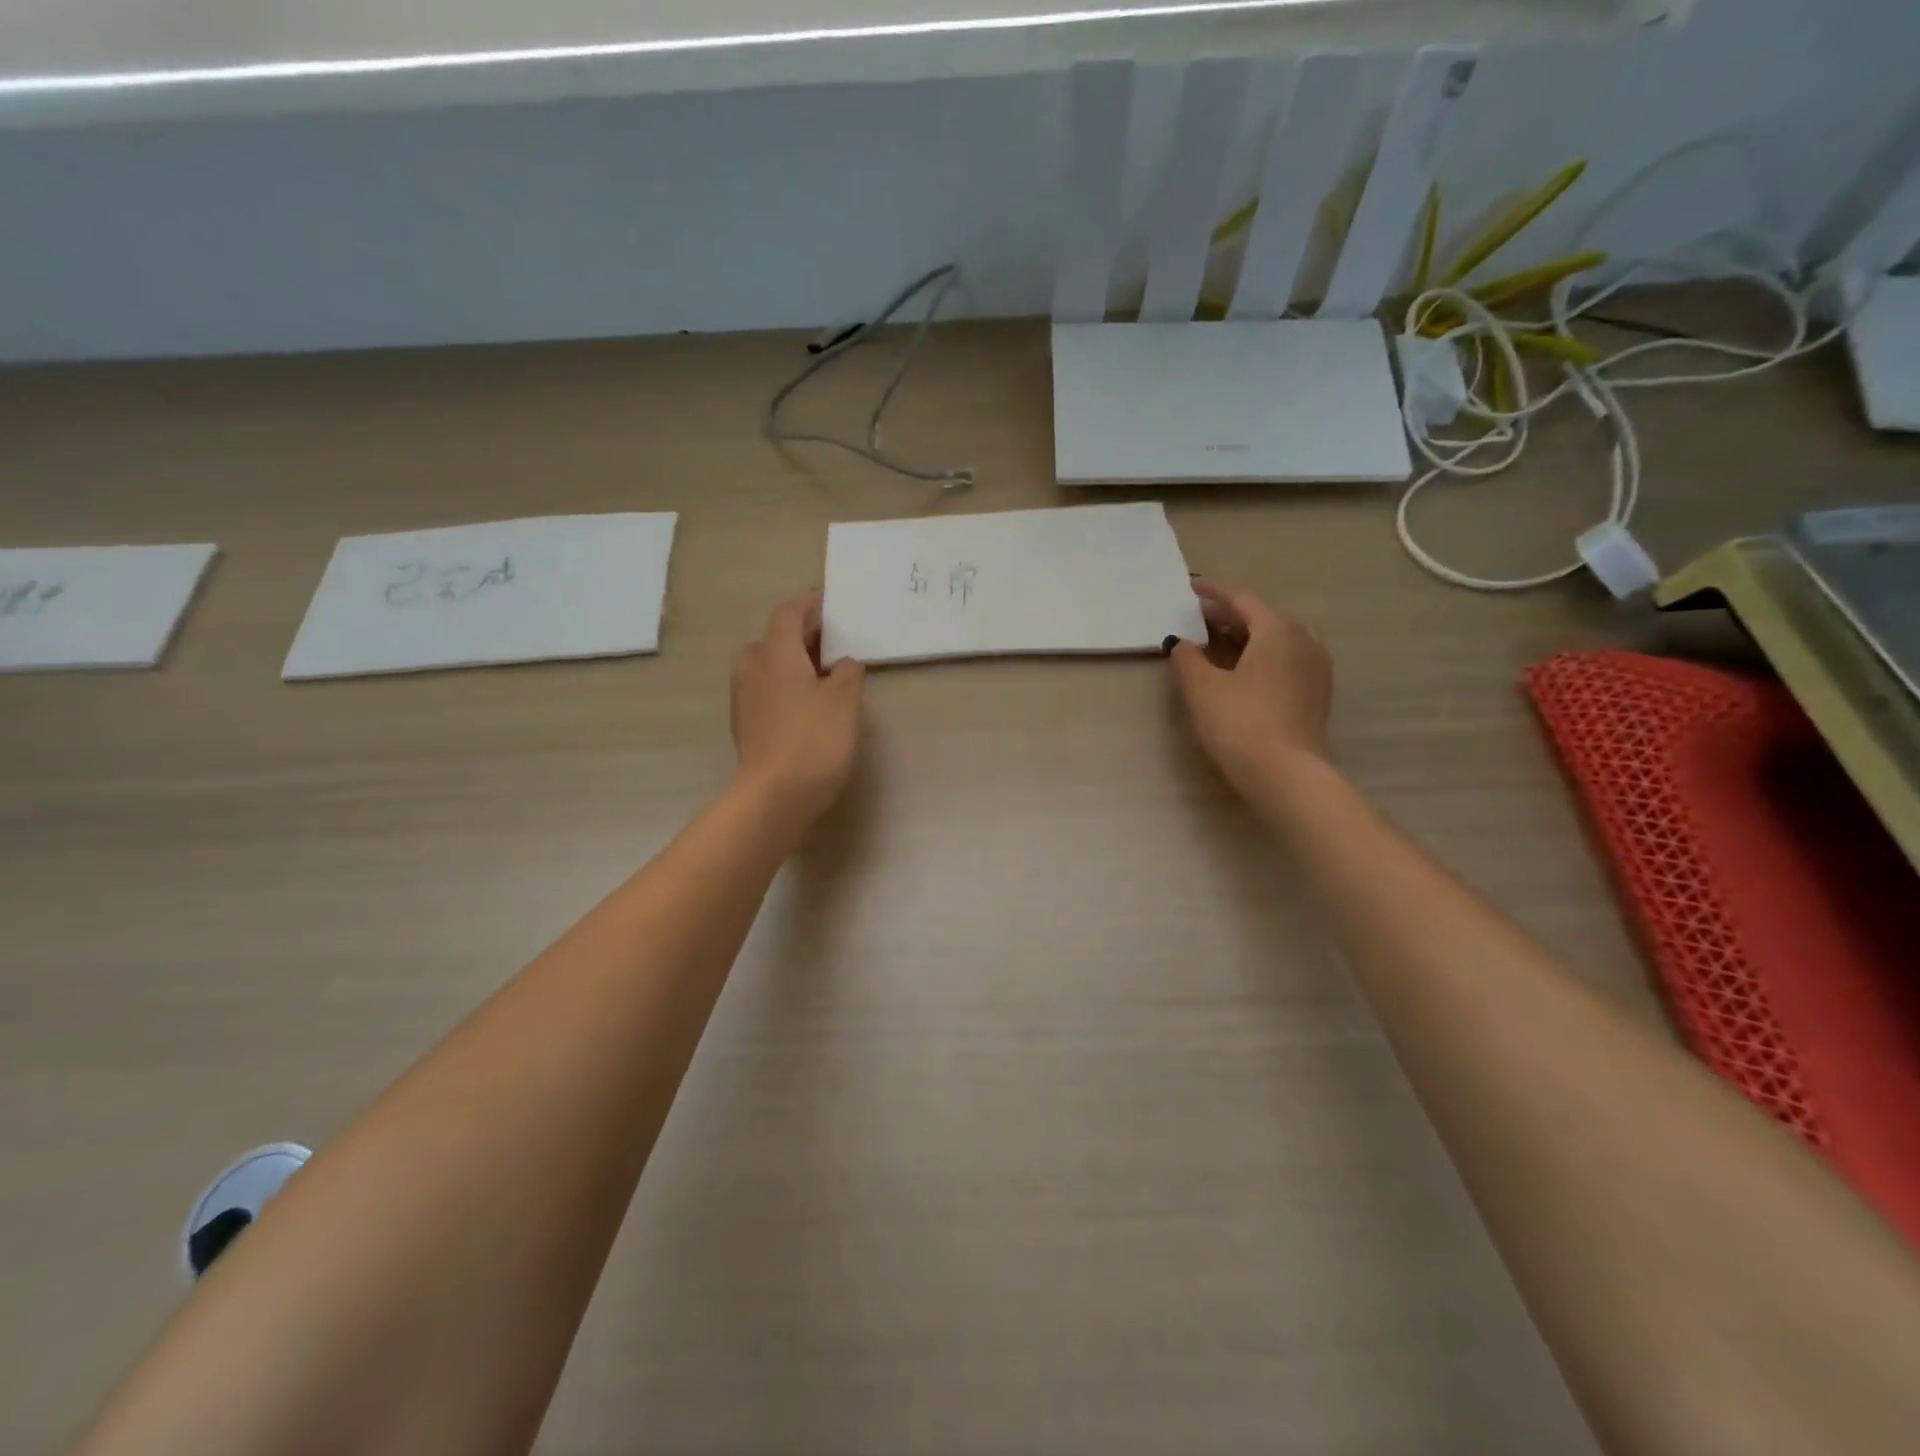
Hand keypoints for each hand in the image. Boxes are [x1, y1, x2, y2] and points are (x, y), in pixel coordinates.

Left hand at [731, 594, 865, 827]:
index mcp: (775, 652)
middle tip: (834, 640)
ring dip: (794, 661)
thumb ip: (848, 672)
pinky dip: (786, 684)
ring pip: (769, 664)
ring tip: (824, 672)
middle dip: (803, 634)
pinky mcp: (745, 722)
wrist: (774, 795)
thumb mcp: (845, 700)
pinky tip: (807, 702)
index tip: (830, 603)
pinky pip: (766, 688)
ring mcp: (744, 696)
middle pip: (776, 637)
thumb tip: (842, 664)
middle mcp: (752, 666)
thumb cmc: (814, 739)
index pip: (789, 613)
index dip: (810, 605)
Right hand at [1167, 580, 1332, 804]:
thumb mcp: (1202, 688)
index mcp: (1278, 630)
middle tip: (1197, 618)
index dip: (1214, 592)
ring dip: (1245, 636)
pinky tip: (1240, 670)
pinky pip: (1284, 659)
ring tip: (1215, 642)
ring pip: (1275, 639)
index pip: (1242, 599)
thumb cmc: (1240, 723)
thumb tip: (1183, 643)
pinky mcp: (1316, 693)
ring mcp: (1315, 667)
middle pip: (1261, 617)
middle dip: (1228, 615)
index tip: (1191, 588)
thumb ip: (1187, 658)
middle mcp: (1303, 640)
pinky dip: (1260, 655)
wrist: (1287, 774)